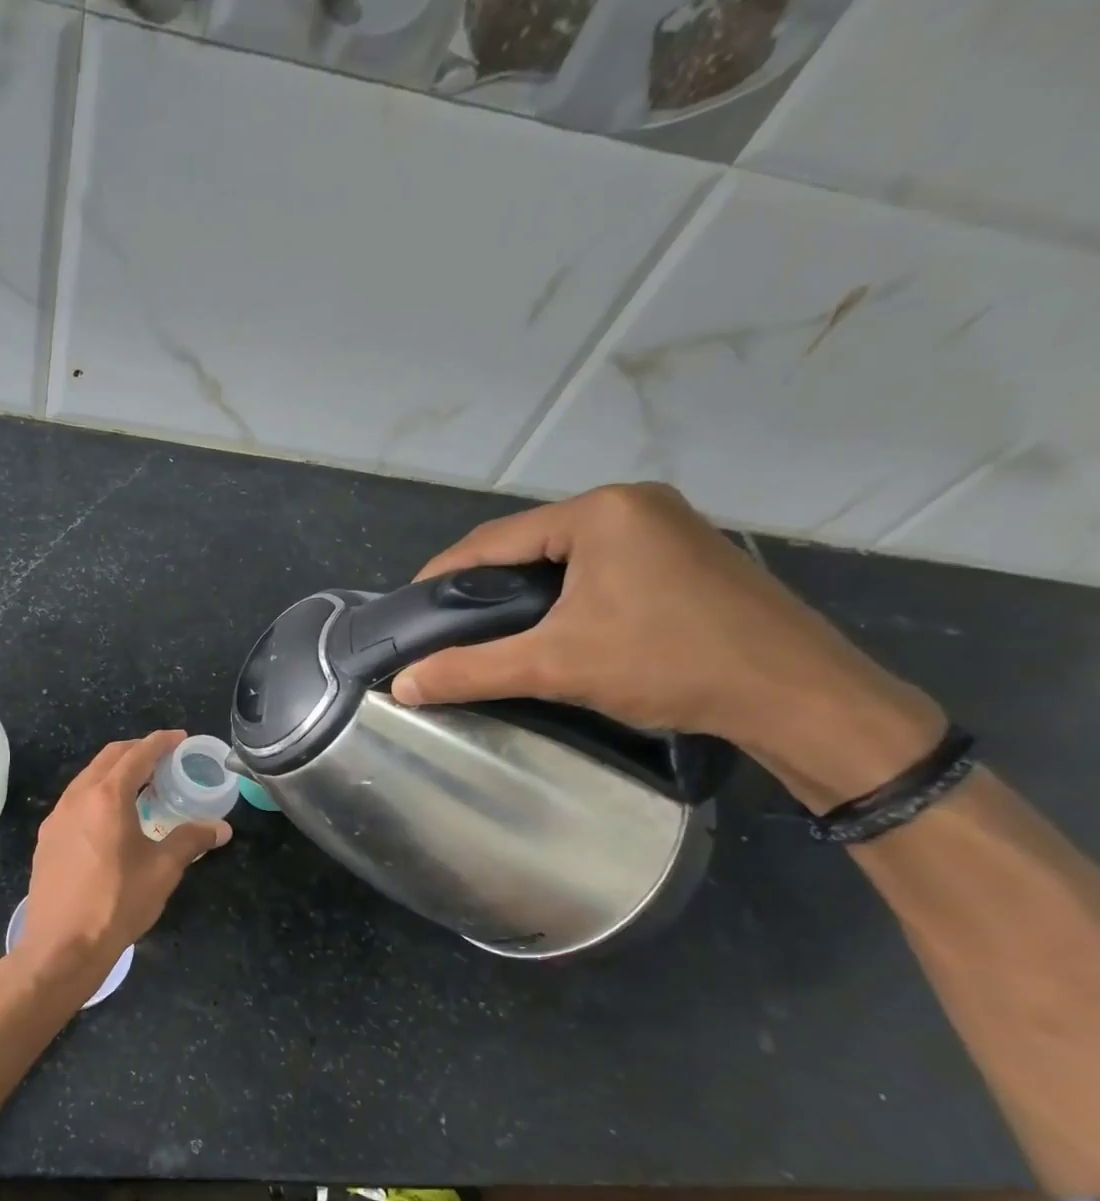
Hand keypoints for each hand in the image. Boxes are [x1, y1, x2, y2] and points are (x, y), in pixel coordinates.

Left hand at [13, 730, 230, 996]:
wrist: (61, 946)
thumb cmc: (117, 902)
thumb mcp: (162, 870)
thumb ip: (191, 840)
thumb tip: (221, 828)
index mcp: (107, 796)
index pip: (137, 754)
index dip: (161, 742)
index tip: (180, 738)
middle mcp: (77, 797)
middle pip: (108, 758)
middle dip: (137, 751)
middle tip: (164, 758)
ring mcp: (57, 817)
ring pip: (88, 778)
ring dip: (115, 772)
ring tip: (141, 786)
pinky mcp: (47, 838)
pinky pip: (75, 801)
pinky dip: (98, 794)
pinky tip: (111, 818)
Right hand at [391, 483, 944, 809]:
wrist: (797, 696)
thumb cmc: (669, 663)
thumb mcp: (555, 666)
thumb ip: (470, 670)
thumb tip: (402, 685)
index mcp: (600, 512)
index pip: (494, 538)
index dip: (444, 574)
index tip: (411, 608)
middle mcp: (633, 504)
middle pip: (529, 542)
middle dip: (484, 583)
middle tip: (448, 625)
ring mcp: (667, 526)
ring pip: (566, 554)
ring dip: (523, 589)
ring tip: (492, 629)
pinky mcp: (686, 556)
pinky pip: (602, 565)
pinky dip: (565, 592)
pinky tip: (554, 624)